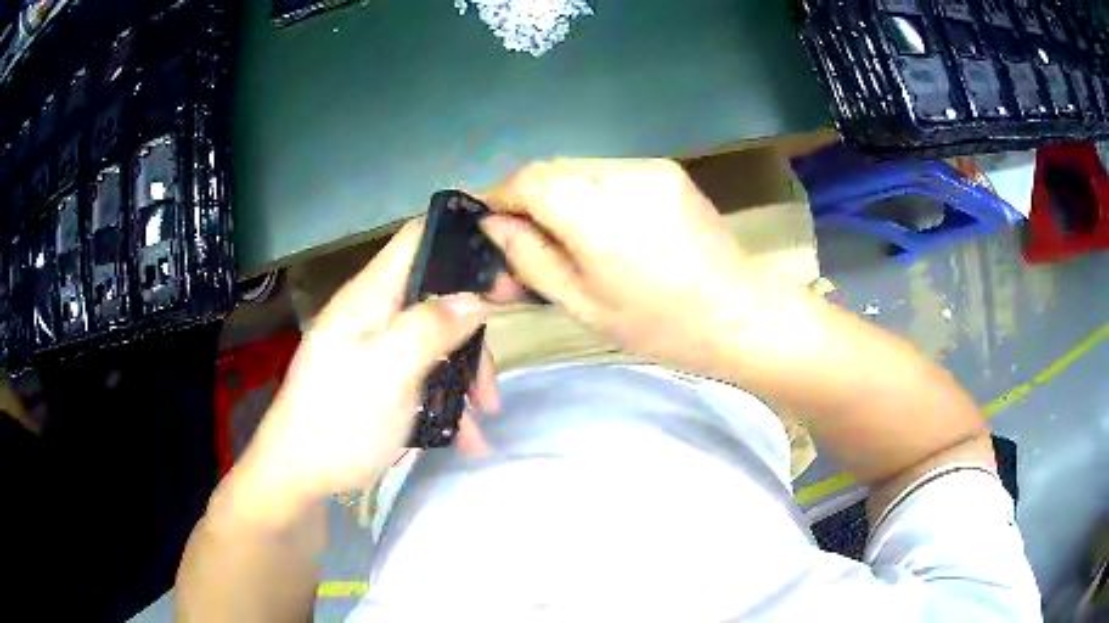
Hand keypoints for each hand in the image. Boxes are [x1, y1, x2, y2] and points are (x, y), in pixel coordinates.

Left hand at [238, 220, 498, 505]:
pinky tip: (467, 437)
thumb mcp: (389, 372)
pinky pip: (422, 375)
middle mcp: (374, 314)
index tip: (505, 268)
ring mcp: (375, 349)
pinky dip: (447, 398)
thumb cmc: (341, 420)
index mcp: (370, 296)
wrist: (299, 476)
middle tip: (498, 361)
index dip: (462, 240)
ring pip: (434, 341)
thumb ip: (431, 328)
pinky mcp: (378, 382)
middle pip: (434, 296)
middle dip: (472, 328)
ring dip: (465, 372)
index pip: (418, 238)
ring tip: (487, 414)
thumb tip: (475, 298)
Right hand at [480, 159, 754, 377]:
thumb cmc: (659, 325)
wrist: (739, 314)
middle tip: (522, 235)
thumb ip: (531, 259)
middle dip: (527, 195)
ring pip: (579, 167)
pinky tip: (602, 224)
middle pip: (552, 168)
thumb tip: (493, 226)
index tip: (487, 223)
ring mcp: (649, 167)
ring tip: (564, 233)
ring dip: (559, 192)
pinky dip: (590, 190)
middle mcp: (622, 175)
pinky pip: (610, 171)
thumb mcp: (583, 305)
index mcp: (598, 215)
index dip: (499, 196)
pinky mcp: (667, 169)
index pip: (528, 181)